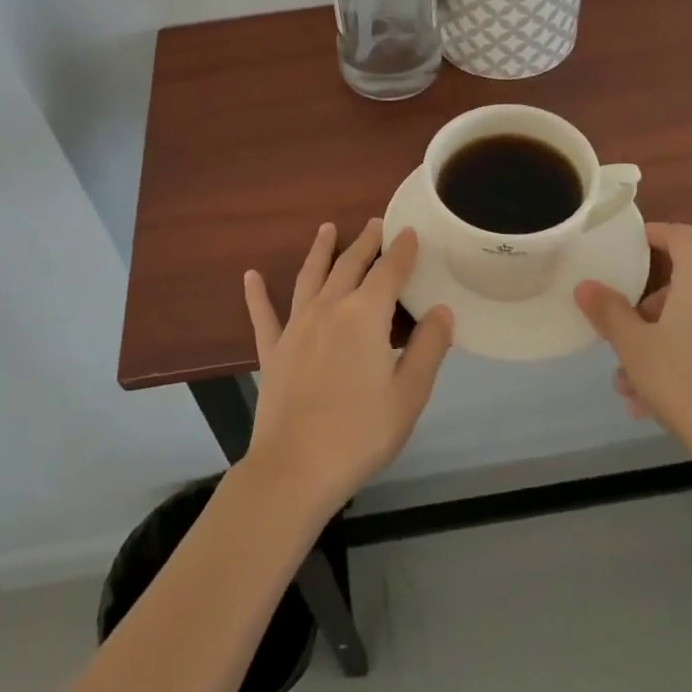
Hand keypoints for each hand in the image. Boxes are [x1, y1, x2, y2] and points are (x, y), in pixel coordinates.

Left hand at [242, 220, 452, 517]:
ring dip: (320, 251)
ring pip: (310, 277)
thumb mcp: (409, 394)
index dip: (402, 250)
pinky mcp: (272, 350)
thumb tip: (441, 310)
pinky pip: (263, 314)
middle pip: (350, 266)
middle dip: (366, 243)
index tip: (410, 231)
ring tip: (327, 228)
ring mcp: (296, 327)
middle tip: (376, 224)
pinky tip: (250, 276)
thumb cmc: (361, 432)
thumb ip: (428, 347)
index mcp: (365, 316)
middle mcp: (329, 309)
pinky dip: (256, 294)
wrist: (295, 468)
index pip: (389, 272)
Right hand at [575, 223, 691, 484]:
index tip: (629, 247)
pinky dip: (687, 356)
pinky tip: (658, 400)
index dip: (653, 235)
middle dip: (647, 309)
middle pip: (685, 282)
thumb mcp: (633, 346)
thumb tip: (586, 286)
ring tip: (631, 385)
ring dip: (661, 341)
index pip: (679, 235)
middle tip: (622, 336)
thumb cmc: (685, 381)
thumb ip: (608, 311)